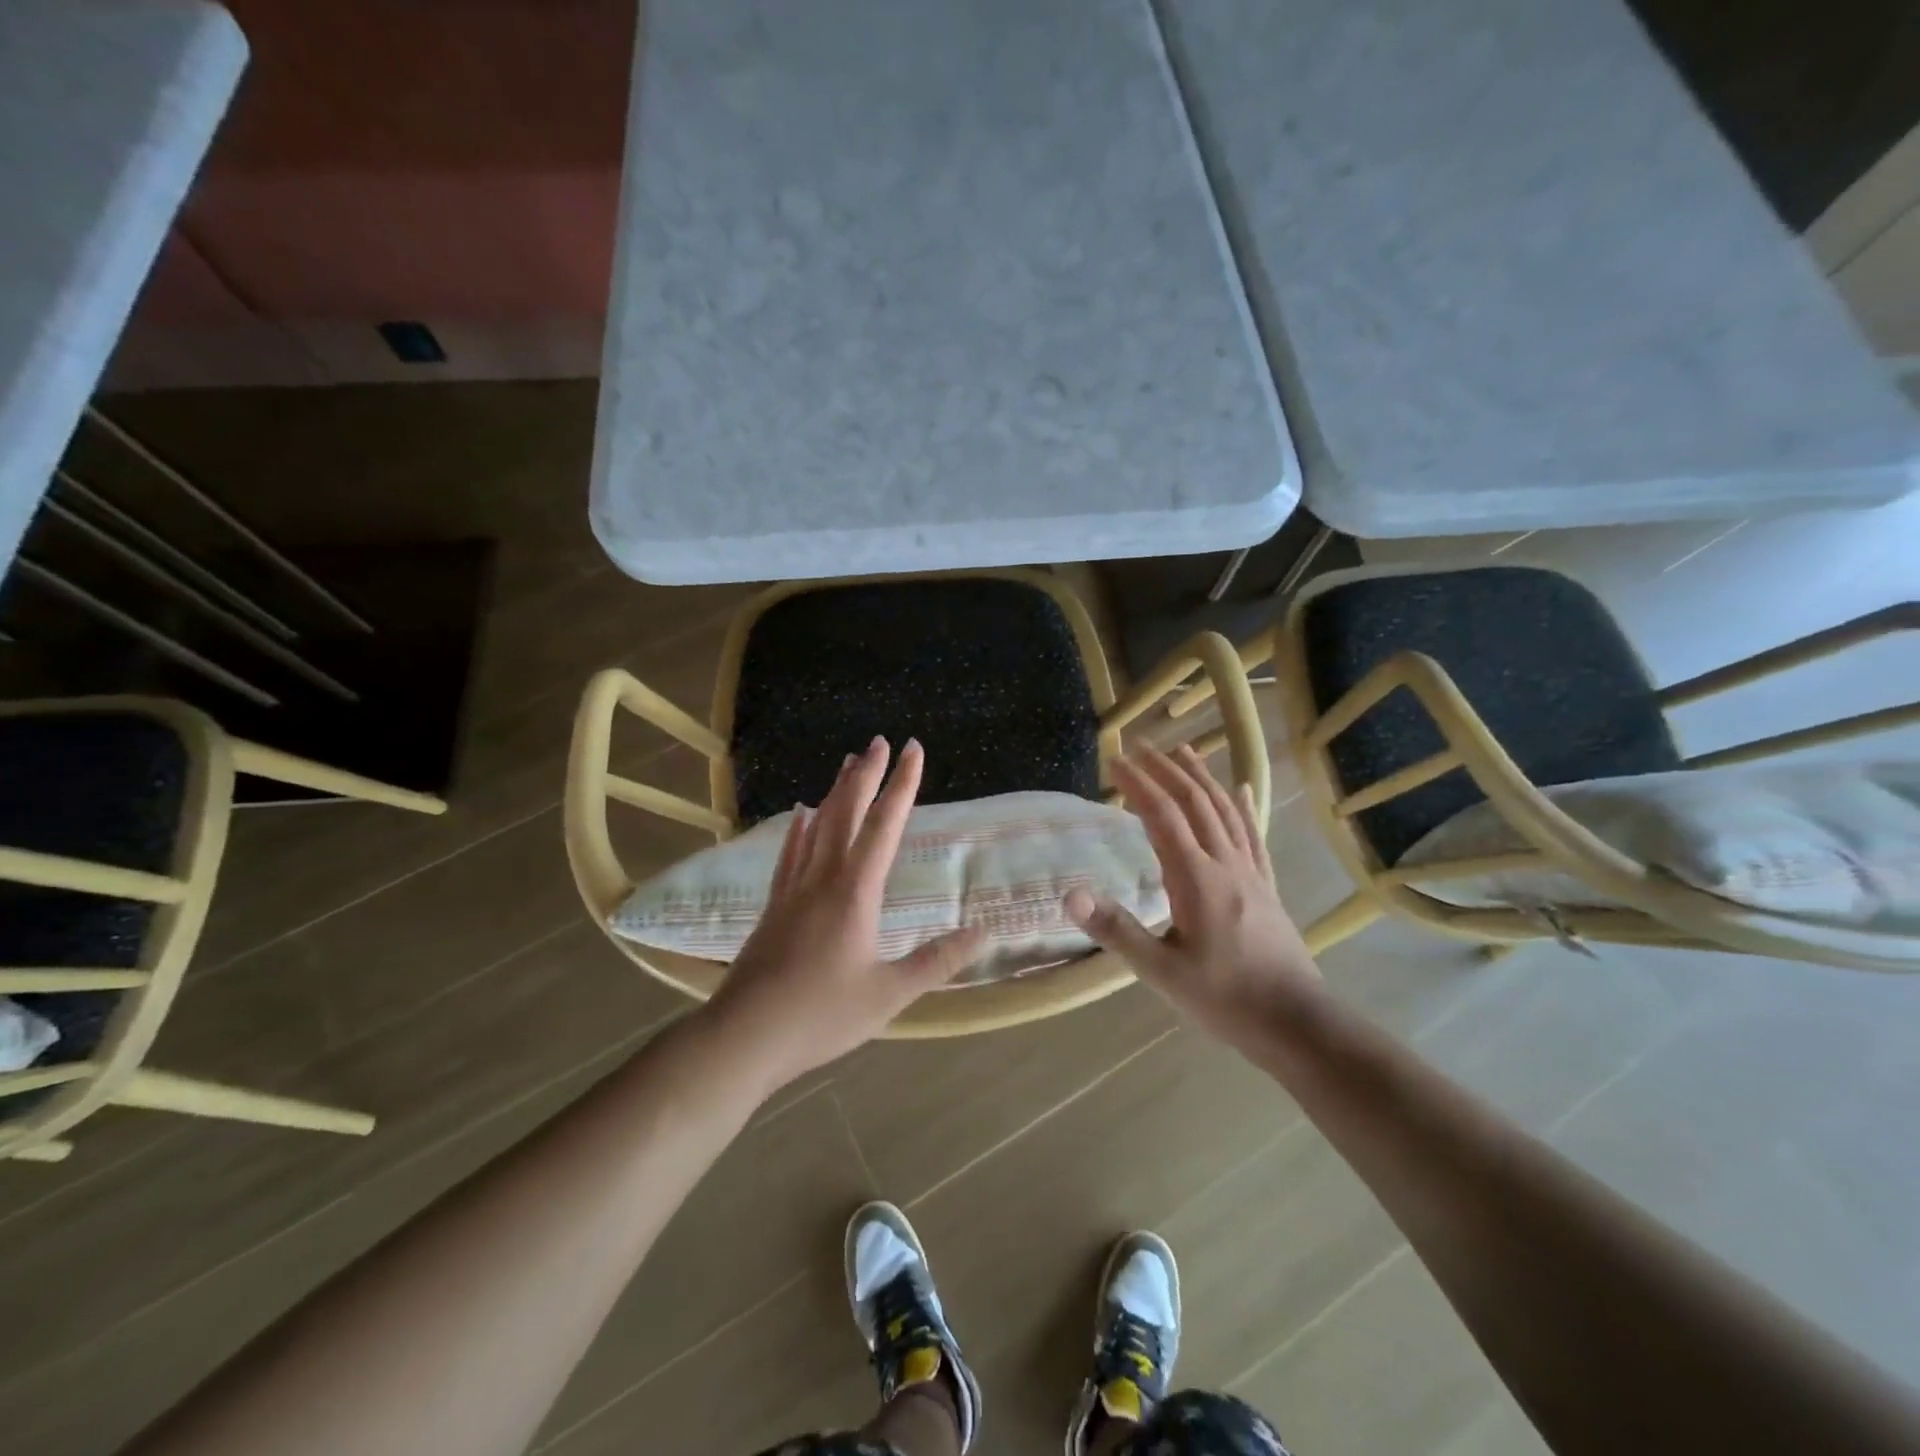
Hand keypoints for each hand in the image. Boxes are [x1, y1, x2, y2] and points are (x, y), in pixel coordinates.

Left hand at [703, 736, 984, 1095]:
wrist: (744, 1036)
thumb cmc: (821, 1015)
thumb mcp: (889, 994)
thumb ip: (937, 961)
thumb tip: (983, 933)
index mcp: (855, 892)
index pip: (884, 826)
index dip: (902, 785)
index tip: (913, 750)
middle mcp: (823, 878)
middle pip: (846, 813)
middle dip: (866, 775)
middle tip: (879, 741)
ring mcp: (793, 890)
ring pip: (817, 827)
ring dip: (835, 792)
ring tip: (847, 764)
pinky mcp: (774, 907)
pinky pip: (790, 854)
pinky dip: (799, 829)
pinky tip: (800, 815)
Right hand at [1066, 745, 1320, 1047]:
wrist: (1298, 1022)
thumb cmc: (1225, 998)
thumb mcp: (1162, 971)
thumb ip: (1117, 930)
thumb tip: (1070, 895)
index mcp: (1196, 878)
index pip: (1162, 817)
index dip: (1138, 784)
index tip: (1114, 760)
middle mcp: (1225, 863)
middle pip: (1195, 802)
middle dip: (1165, 770)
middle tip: (1140, 746)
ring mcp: (1251, 872)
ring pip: (1224, 811)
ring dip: (1201, 777)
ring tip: (1183, 751)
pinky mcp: (1266, 885)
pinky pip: (1252, 834)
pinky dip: (1242, 806)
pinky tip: (1240, 788)